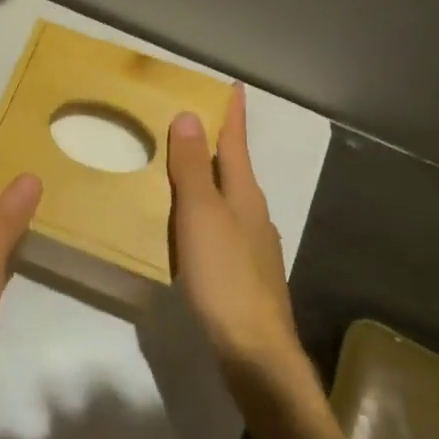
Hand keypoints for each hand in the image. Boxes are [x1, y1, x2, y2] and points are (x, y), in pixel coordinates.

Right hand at [169, 86, 298, 376]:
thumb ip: (192, 168)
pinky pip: (222, 227)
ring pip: (229, 199)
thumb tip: (189, 116)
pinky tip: (191, 228)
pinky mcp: (245, 273)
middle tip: (193, 122)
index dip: (232, 115)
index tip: (233, 87)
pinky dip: (206, 213)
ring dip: (210, 179)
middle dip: (218, 144)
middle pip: (234, 169)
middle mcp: (254, 214)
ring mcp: (253, 246)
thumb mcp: (201, 215)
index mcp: (245, 195)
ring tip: (183, 170)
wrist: (255, 351)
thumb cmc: (225, 275)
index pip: (236, 143)